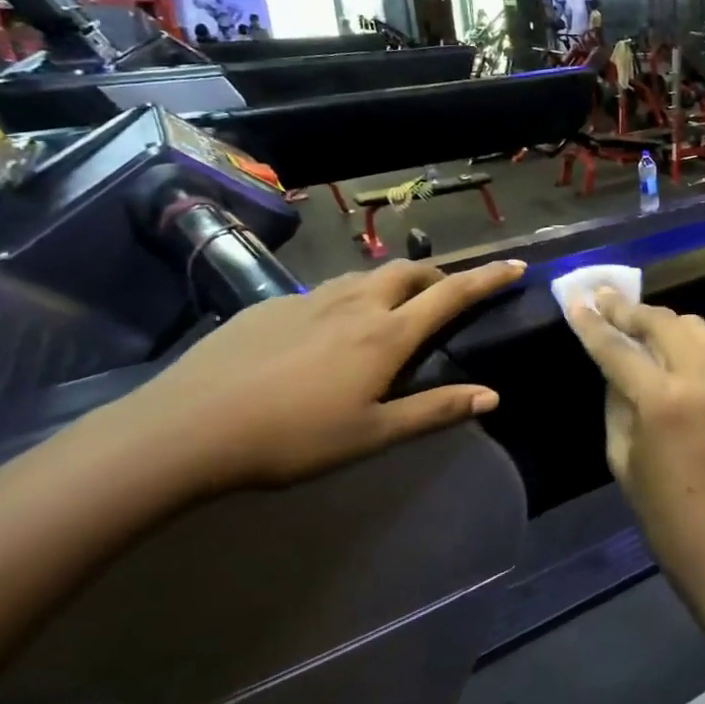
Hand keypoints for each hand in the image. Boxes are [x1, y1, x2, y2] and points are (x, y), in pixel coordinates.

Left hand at [109, 259, 524, 494]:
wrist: (188, 428)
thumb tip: (492, 395)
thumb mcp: (372, 435)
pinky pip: (326, 290)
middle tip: (447, 294)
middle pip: (409, 272)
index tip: (516, 265)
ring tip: (393, 307)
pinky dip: (349, 297)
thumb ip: (434, 410)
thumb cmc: (292, 438)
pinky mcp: (271, 305)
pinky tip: (328, 330)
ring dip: (393, 283)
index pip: (451, 295)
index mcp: (386, 334)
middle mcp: (355, 304)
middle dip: (438, 276)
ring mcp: (310, 299)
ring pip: (366, 276)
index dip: (488, 278)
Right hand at [567, 290, 704, 623]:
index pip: (619, 349)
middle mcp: (702, 378)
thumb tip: (616, 368)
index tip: (577, 301)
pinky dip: (687, 341)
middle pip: (662, 322)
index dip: (594, 324)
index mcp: (663, 401)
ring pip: (694, 327)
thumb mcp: (624, 461)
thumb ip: (618, 404)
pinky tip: (670, 351)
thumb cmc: (666, 519)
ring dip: (662, 321)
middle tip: (604, 299)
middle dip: (629, 309)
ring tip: (636, 323)